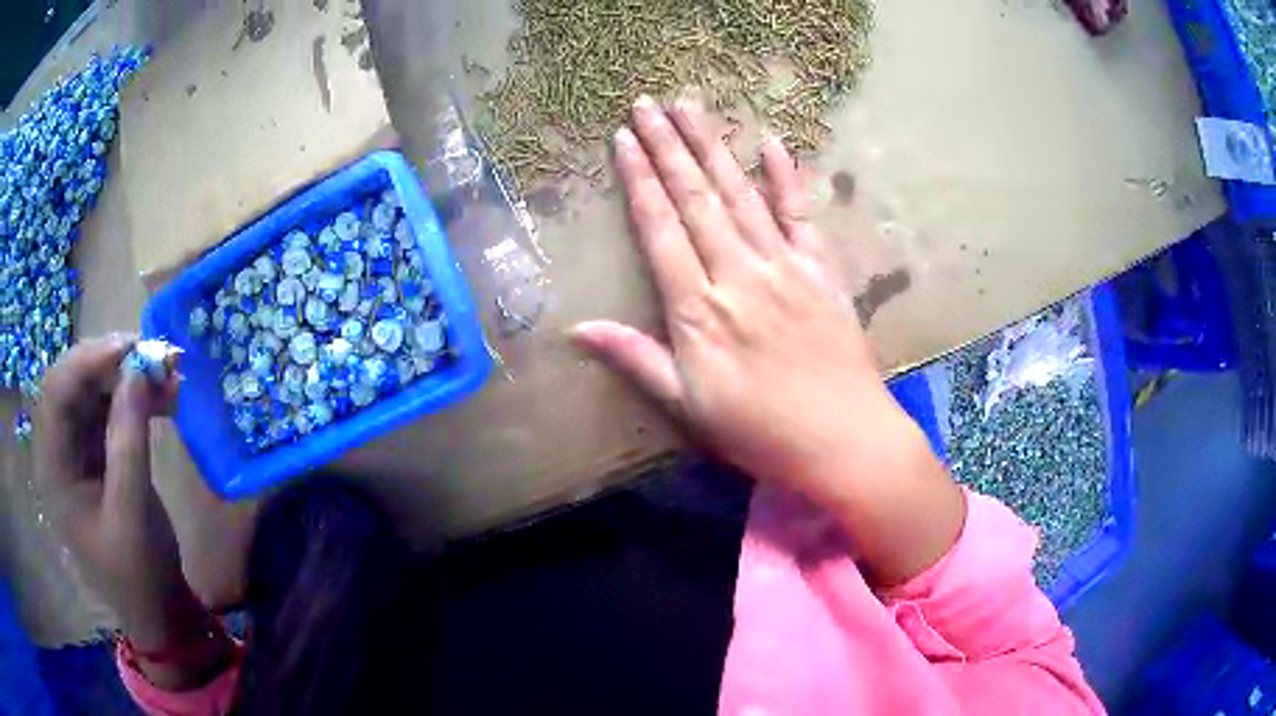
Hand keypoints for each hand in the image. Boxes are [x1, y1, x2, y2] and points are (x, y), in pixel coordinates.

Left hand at [36, 336, 229, 687]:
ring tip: (169, 374)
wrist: (157, 611)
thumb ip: (129, 439)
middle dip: (112, 364)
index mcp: (53, 468)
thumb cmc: (138, 574)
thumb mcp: (132, 512)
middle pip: (75, 383)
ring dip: (129, 378)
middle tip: (155, 355)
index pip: (57, 391)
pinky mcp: (98, 454)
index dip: (88, 361)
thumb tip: (139, 368)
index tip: (132, 347)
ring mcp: (78, 450)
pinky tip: (164, 397)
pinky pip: (112, 410)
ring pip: (95, 392)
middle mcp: (59, 450)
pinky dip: (137, 398)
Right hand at [573, 97, 964, 583]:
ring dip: (714, 148)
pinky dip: (786, 178)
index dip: (640, 180)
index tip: (624, 139)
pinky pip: (801, 216)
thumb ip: (636, 358)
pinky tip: (771, 144)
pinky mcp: (822, 273)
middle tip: (648, 103)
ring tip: (691, 107)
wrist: (843, 442)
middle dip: (669, 147)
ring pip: (742, 195)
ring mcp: (785, 268)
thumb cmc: (759, 433)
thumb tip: (578, 329)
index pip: (660, 229)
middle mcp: (739, 274)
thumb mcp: (687, 407)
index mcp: (699, 310)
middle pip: (697, 198)